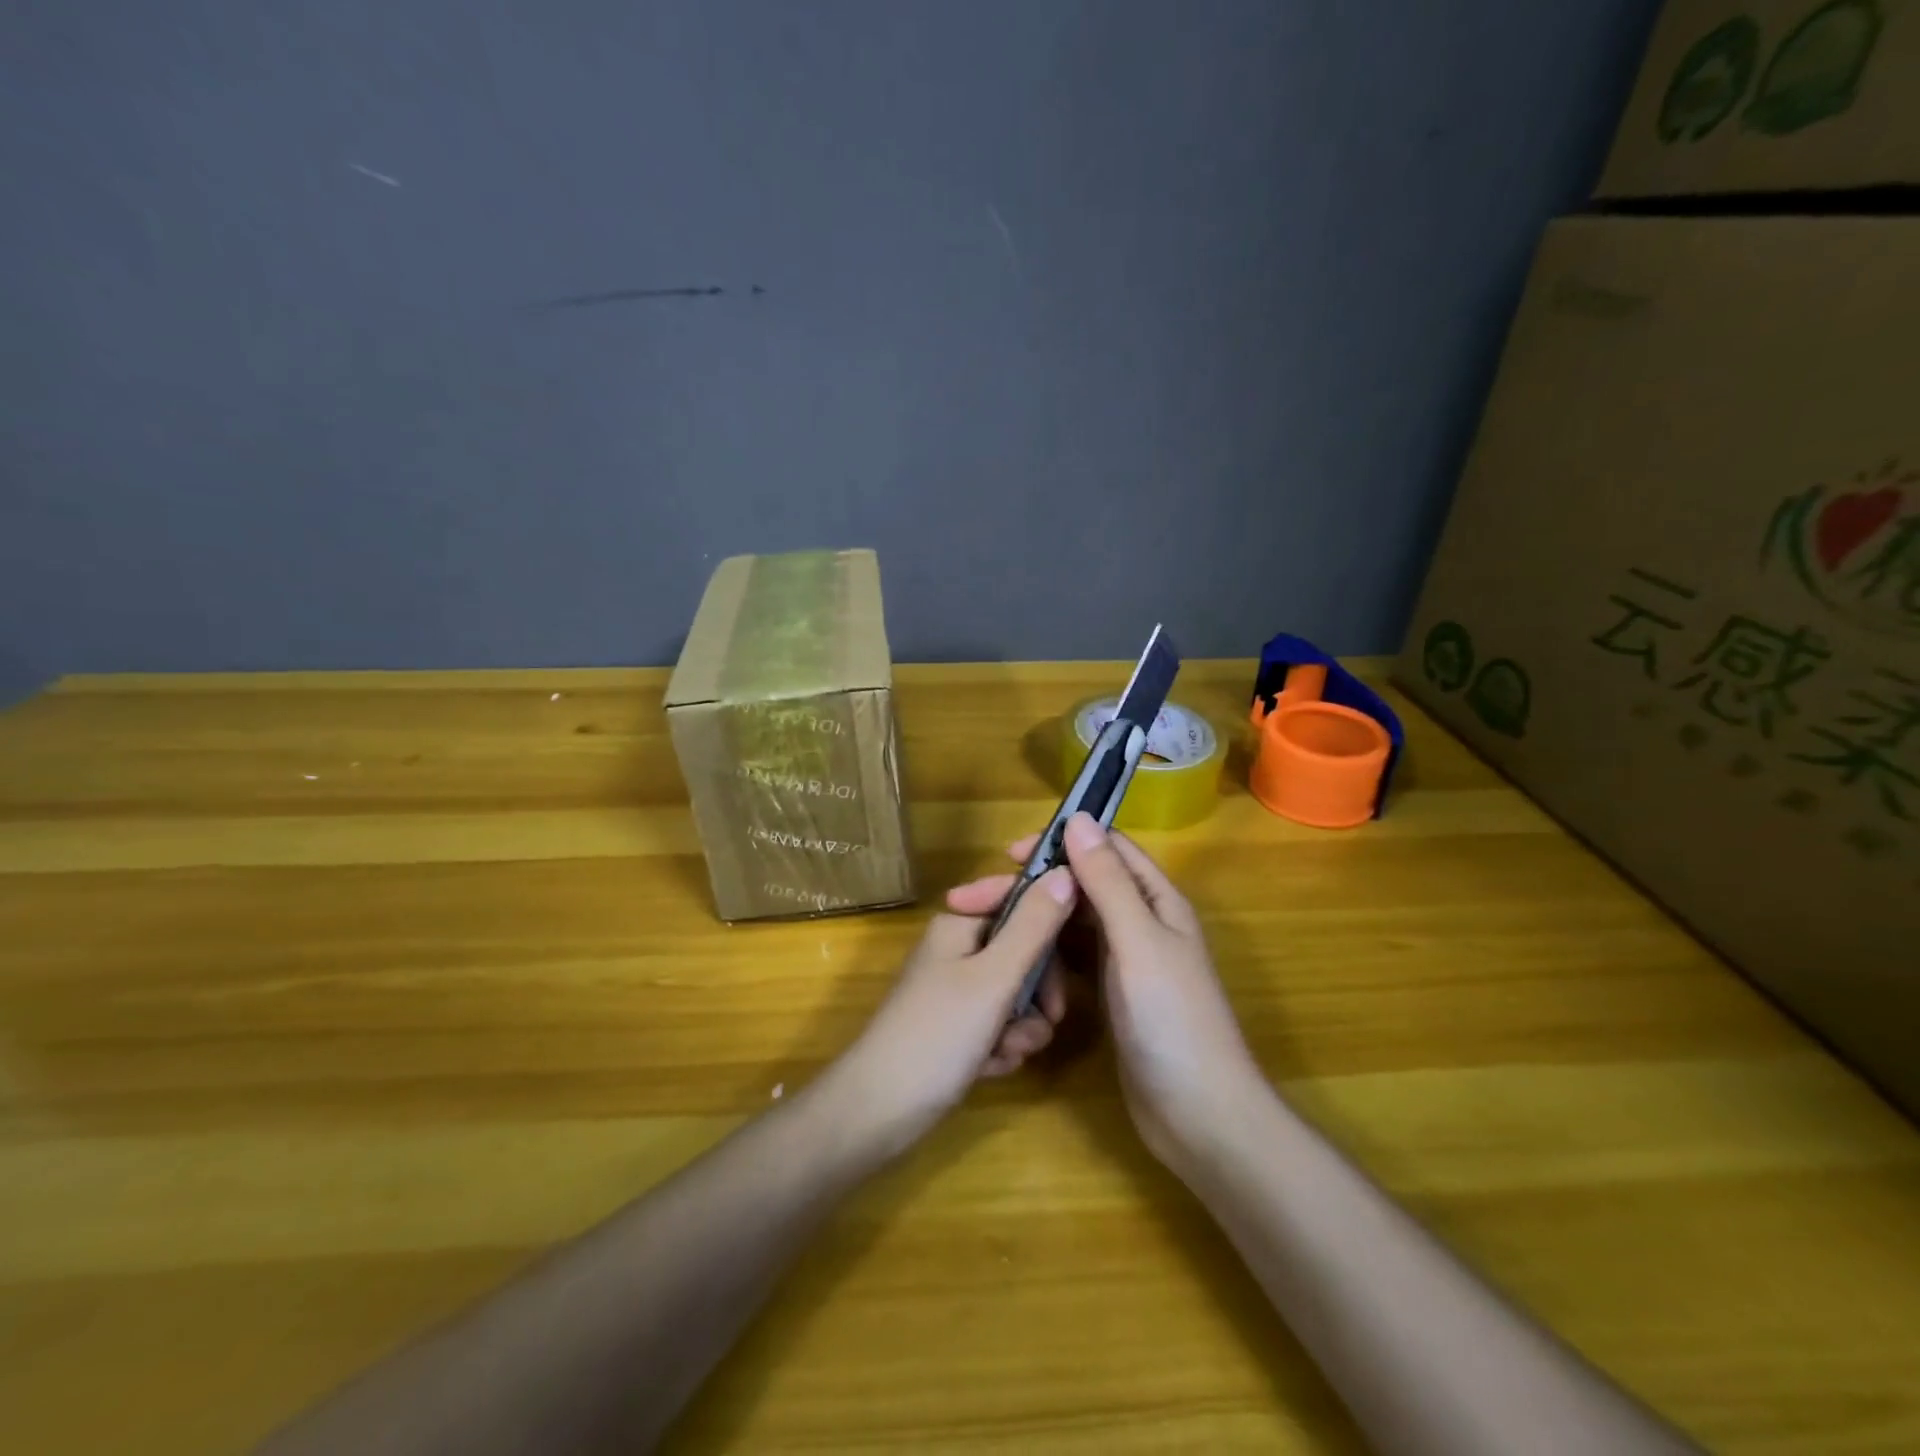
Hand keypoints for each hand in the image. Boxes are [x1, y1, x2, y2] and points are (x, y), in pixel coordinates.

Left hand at [829, 865, 1077, 1156]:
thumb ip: (1033, 926)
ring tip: (1006, 1051)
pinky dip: (1002, 1047)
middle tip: (1048, 1018)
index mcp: (960, 924)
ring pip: (1017, 996)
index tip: (1074, 963)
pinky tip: (989, 1067)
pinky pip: (999, 1026)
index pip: (1021, 903)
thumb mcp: (994, 977)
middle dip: (1038, 992)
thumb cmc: (938, 1033)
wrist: (880, 1109)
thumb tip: (1065, 872)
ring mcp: (956, 990)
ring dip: (1022, 1027)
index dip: (1050, 929)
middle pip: (1024, 953)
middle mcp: (958, 950)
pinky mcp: (957, 1028)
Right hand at [1012, 813, 1263, 1172]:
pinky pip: (1072, 959)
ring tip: (985, 931)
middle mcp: (1141, 921)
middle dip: (1034, 887)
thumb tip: (1078, 818)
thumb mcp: (1137, 941)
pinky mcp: (1111, 993)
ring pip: (1073, 923)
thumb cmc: (1172, 1019)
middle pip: (1082, 886)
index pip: (1106, 848)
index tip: (1008, 855)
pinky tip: (1014, 964)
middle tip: (973, 900)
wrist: (1199, 1116)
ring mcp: (1126, 960)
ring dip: (1035, 921)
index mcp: (1156, 899)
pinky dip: (1045, 955)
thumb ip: (1107, 881)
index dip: (1060, 842)